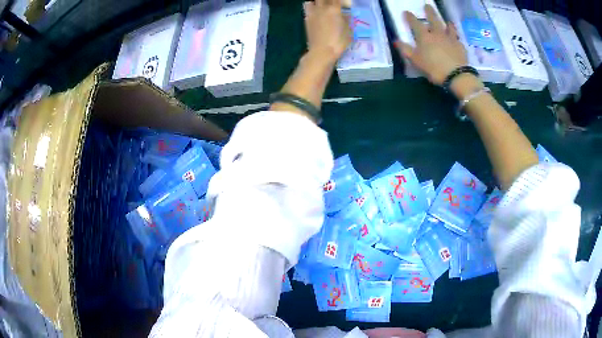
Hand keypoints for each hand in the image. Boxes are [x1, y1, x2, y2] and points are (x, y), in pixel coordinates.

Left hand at [303, 0, 352, 64]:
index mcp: (334, 10)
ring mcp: (313, 13)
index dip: (339, 0)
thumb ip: (346, 20)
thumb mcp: (348, 31)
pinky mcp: (306, 19)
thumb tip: (345, 14)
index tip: (341, 3)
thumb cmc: (338, 42)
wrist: (322, 52)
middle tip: (331, 4)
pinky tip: (315, 12)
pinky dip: (310, 7)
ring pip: (311, 1)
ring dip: (317, 2)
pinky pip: (307, 8)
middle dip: (327, 0)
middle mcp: (322, 8)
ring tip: (321, 6)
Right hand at [394, 5, 467, 85]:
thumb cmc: (433, 68)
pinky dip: (456, 37)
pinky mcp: (460, 46)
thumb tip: (396, 40)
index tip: (407, 12)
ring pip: (448, 27)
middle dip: (429, 12)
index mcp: (424, 36)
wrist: (456, 75)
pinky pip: (457, 39)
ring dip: (446, 23)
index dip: (410, 17)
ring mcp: (450, 39)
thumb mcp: (415, 60)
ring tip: (447, 21)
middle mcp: (437, 34)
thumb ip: (405, 49)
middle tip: (427, 5)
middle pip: (433, 19)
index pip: (415, 23)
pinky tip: (456, 38)